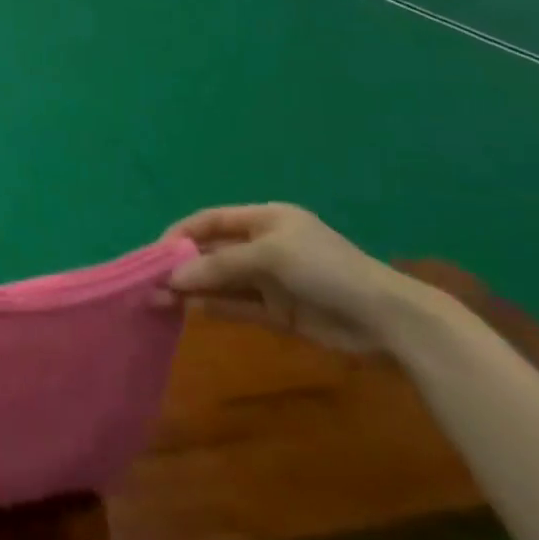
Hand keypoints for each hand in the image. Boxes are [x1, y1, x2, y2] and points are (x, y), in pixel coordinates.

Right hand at [160, 203, 414, 352]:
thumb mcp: (271, 256)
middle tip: (151, 281)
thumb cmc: (327, 269)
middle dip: (182, 264)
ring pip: (222, 281)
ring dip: (193, 288)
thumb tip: (174, 277)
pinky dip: (214, 307)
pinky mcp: (278, 311)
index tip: (155, 252)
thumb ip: (221, 265)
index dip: (181, 232)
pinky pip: (237, 305)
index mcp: (264, 220)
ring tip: (159, 299)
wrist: (388, 319)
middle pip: (213, 252)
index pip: (211, 220)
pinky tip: (189, 311)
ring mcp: (270, 280)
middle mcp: (263, 246)